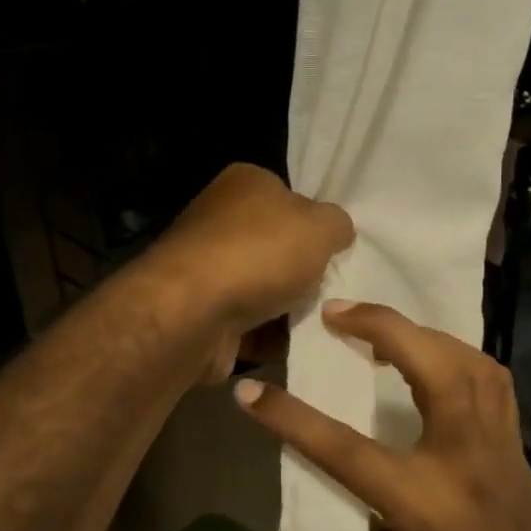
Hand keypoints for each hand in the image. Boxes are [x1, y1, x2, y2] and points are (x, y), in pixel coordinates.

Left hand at [140, 164, 354, 381]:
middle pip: (278, 247)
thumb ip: (338, 224)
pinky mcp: (203, 311)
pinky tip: (296, 346)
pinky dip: (272, 336)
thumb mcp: (321, 226)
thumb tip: (337, 231)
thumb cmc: (259, 254)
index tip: (336, 251)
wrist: (193, 313)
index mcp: (244, 183)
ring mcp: (207, 268)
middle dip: (305, 272)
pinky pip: (250, 324)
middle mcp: (220, 220)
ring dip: (291, 309)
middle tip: (333, 291)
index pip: (289, 197)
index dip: (315, 225)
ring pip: (266, 288)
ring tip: (324, 324)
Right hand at [233, 300, 530, 530]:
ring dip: (422, 333)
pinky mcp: (518, 443)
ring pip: (468, 360)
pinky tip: (437, 359)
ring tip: (385, 330)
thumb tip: (334, 467)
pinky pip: (491, 380)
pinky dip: (459, 355)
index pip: (343, 446)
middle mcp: (463, 456)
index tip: (251, 391)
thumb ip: (360, 514)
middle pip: (429, 364)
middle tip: (338, 311)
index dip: (289, 416)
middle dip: (381, 325)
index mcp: (421, 500)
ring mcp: (498, 443)